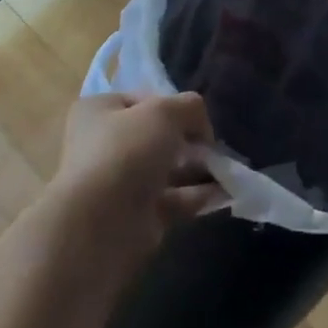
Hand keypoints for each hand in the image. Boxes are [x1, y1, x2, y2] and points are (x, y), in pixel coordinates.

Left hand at [45, 92, 220, 283]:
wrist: (100, 227)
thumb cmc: (126, 152)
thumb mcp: (165, 111)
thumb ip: (190, 107)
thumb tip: (201, 125)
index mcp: (99, 111)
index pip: (144, 100)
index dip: (173, 105)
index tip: (197, 118)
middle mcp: (104, 146)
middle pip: (156, 136)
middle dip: (189, 140)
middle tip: (214, 146)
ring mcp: (119, 184)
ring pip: (166, 170)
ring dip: (197, 168)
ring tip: (227, 168)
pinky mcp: (135, 218)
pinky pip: (172, 200)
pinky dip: (196, 195)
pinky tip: (224, 192)